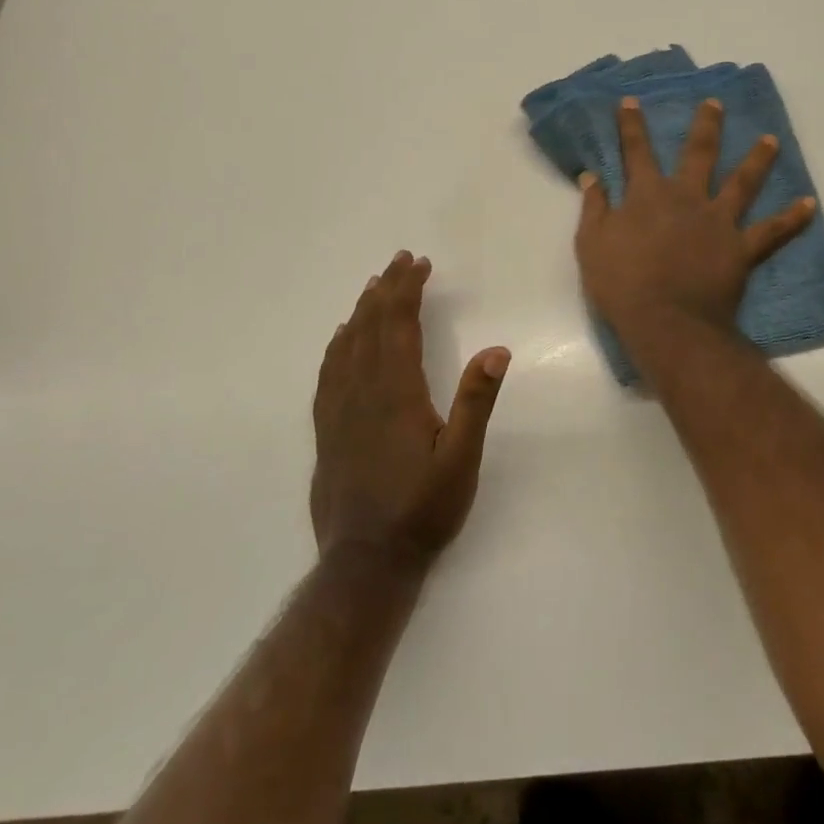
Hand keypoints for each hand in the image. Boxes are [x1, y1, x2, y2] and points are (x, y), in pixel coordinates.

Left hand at [311, 251, 510, 573]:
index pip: (398, 325)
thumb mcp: (461, 459)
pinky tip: (342, 339)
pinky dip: (337, 345)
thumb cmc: (422, 509)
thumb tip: (496, 351)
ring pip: (346, 345)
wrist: (366, 562)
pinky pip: (328, 372)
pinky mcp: (327, 430)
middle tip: (399, 261)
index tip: (419, 264)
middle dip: (385, 289)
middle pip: (370, 326)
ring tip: (373, 288)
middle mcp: (362, 392)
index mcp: (396, 392)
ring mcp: (339, 411)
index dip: (407, 289)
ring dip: (361, 311)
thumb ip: (476, 402)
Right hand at [575, 96, 816, 342]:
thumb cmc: (622, 284)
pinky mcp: (742, 248)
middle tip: (716, 104)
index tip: (631, 101)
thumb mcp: (591, 244)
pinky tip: (810, 204)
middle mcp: (687, 198)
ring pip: (743, 182)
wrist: (666, 321)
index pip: (637, 151)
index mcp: (648, 195)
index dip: (632, 125)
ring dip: (758, 159)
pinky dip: (792, 218)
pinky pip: (772, 231)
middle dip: (706, 125)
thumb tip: (591, 176)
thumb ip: (594, 208)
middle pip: (699, 153)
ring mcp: (719, 221)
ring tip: (771, 140)